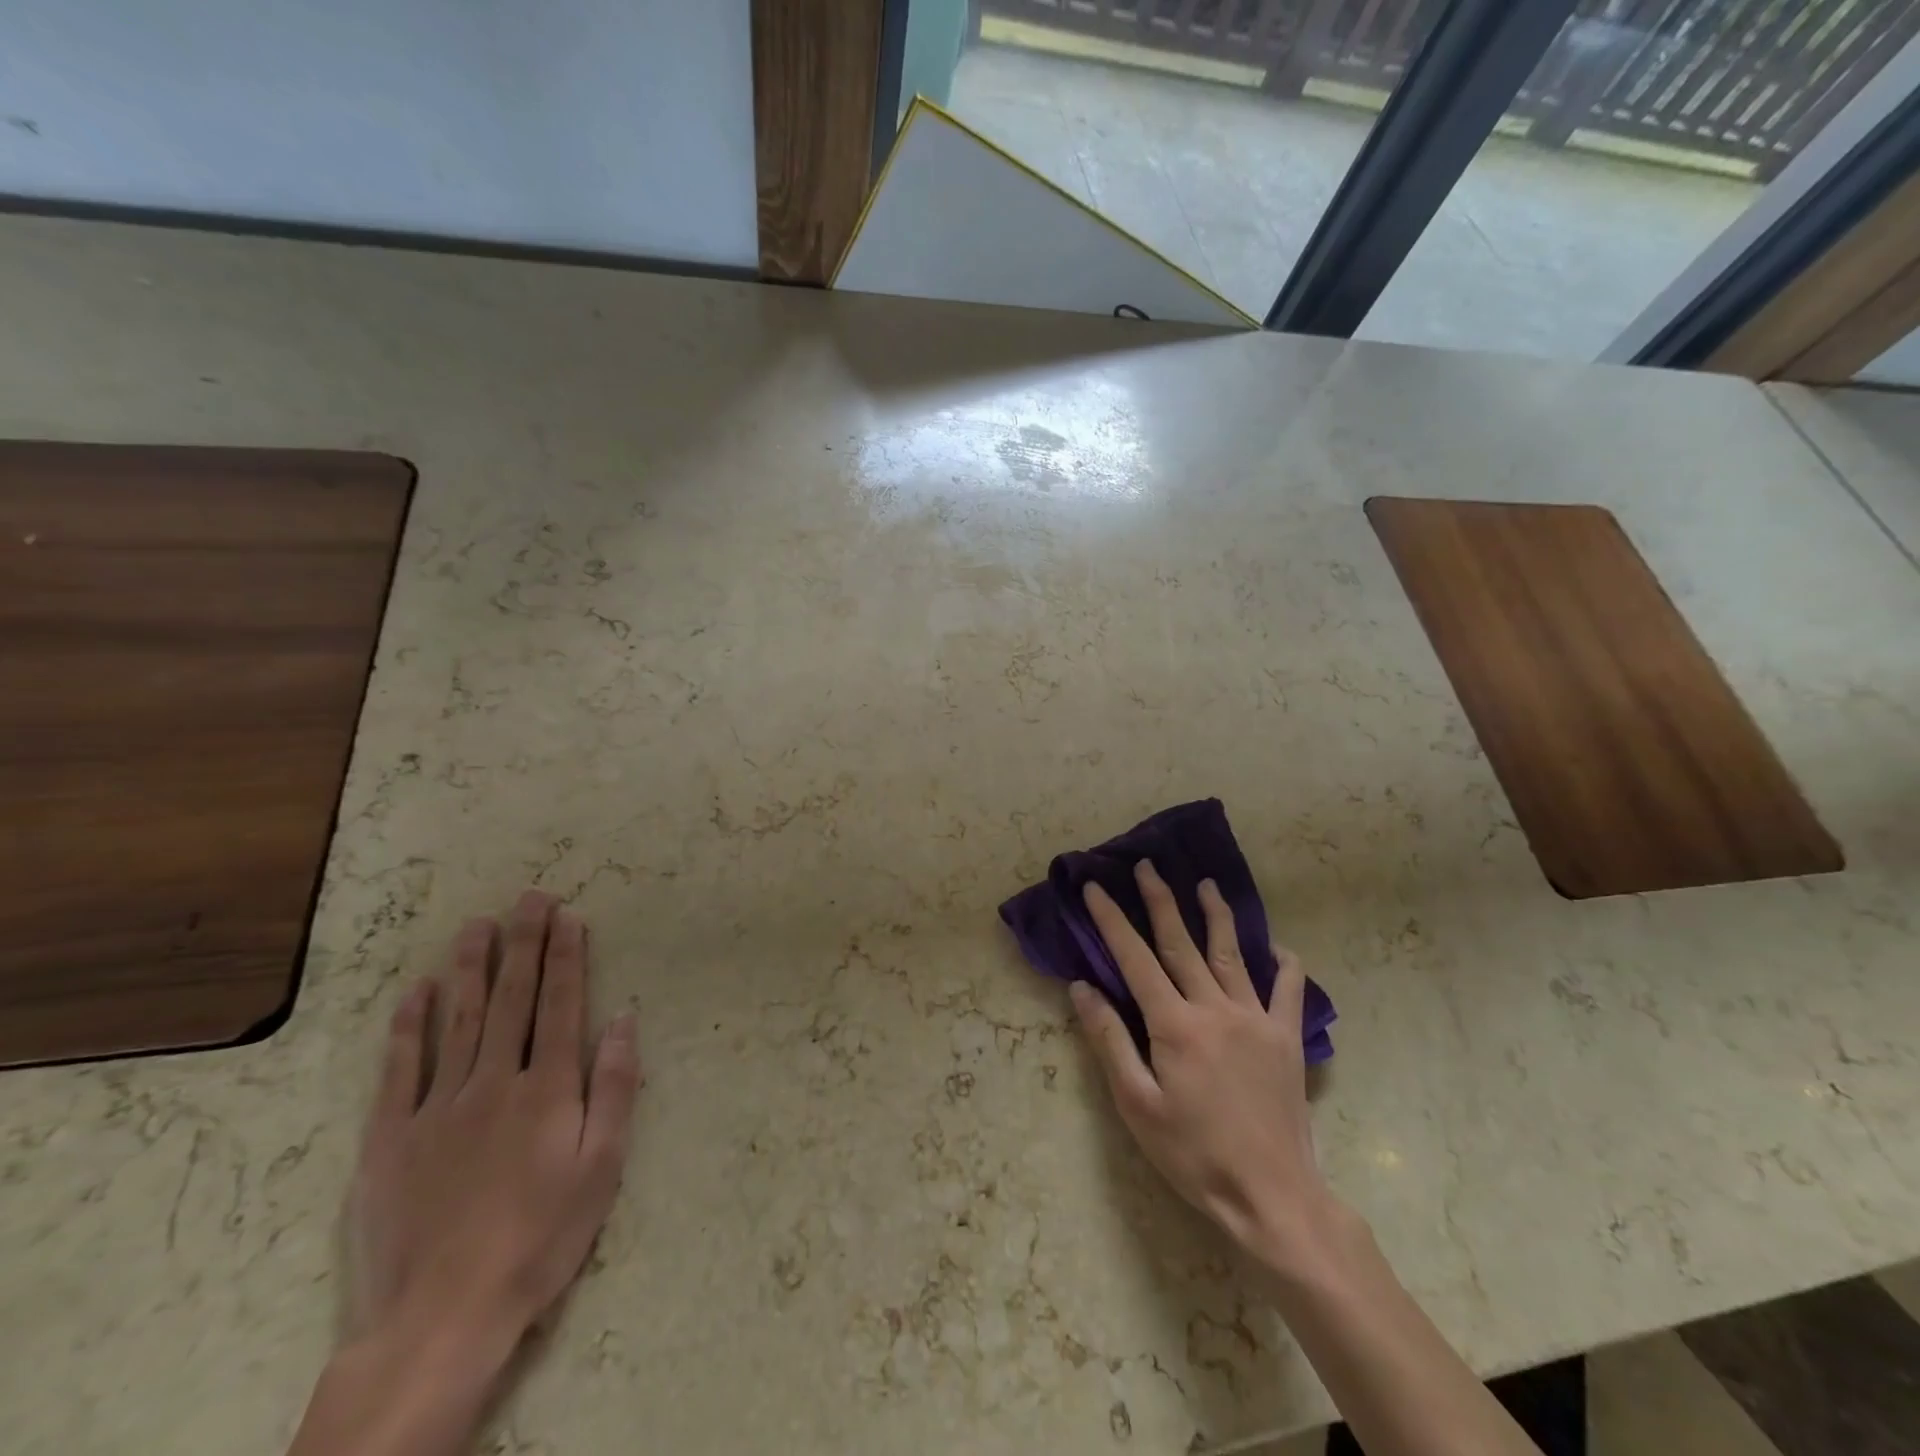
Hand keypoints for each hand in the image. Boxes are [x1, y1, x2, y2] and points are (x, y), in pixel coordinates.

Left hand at [344, 890, 640, 1343]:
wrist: (443, 1315)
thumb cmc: (542, 1236)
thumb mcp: (603, 1165)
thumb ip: (614, 1087)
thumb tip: (623, 1019)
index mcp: (549, 1088)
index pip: (561, 1005)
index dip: (566, 957)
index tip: (568, 916)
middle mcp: (495, 1082)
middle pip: (512, 999)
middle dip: (524, 943)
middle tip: (529, 897)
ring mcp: (438, 1107)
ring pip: (457, 1020)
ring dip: (470, 968)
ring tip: (477, 925)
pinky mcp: (390, 1138)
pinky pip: (400, 1070)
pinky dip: (408, 1027)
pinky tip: (415, 992)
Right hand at [1070, 861, 1333, 1271]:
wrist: (1272, 1197)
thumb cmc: (1194, 1155)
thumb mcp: (1137, 1105)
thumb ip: (1109, 1040)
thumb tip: (1082, 987)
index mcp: (1175, 1024)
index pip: (1135, 958)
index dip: (1113, 920)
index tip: (1095, 888)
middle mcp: (1215, 1008)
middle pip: (1182, 942)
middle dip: (1161, 900)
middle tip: (1147, 866)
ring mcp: (1256, 1019)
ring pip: (1232, 954)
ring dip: (1216, 915)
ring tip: (1206, 884)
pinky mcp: (1287, 1038)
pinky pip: (1289, 991)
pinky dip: (1284, 964)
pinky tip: (1277, 948)